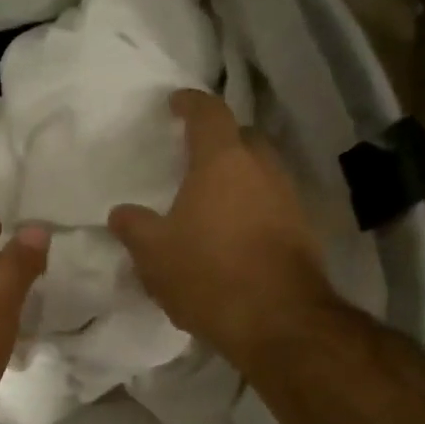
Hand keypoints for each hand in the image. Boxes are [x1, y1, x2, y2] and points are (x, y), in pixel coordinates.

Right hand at [108, 89, 335, 366]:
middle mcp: (262, 169)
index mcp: (222, 162)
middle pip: (243, 138)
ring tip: (212, 198)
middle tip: (195, 154)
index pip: (209, 113)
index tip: (176, 103)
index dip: (190, 103)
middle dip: (221, 140)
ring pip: (262, 172)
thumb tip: (121, 213)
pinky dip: (252, 208)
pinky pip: (272, 204)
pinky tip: (234, 233)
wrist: (278, 320)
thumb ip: (134, 227)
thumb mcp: (154, 253)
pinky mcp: (303, 231)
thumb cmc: (208, 274)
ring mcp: (288, 199)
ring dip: (239, 177)